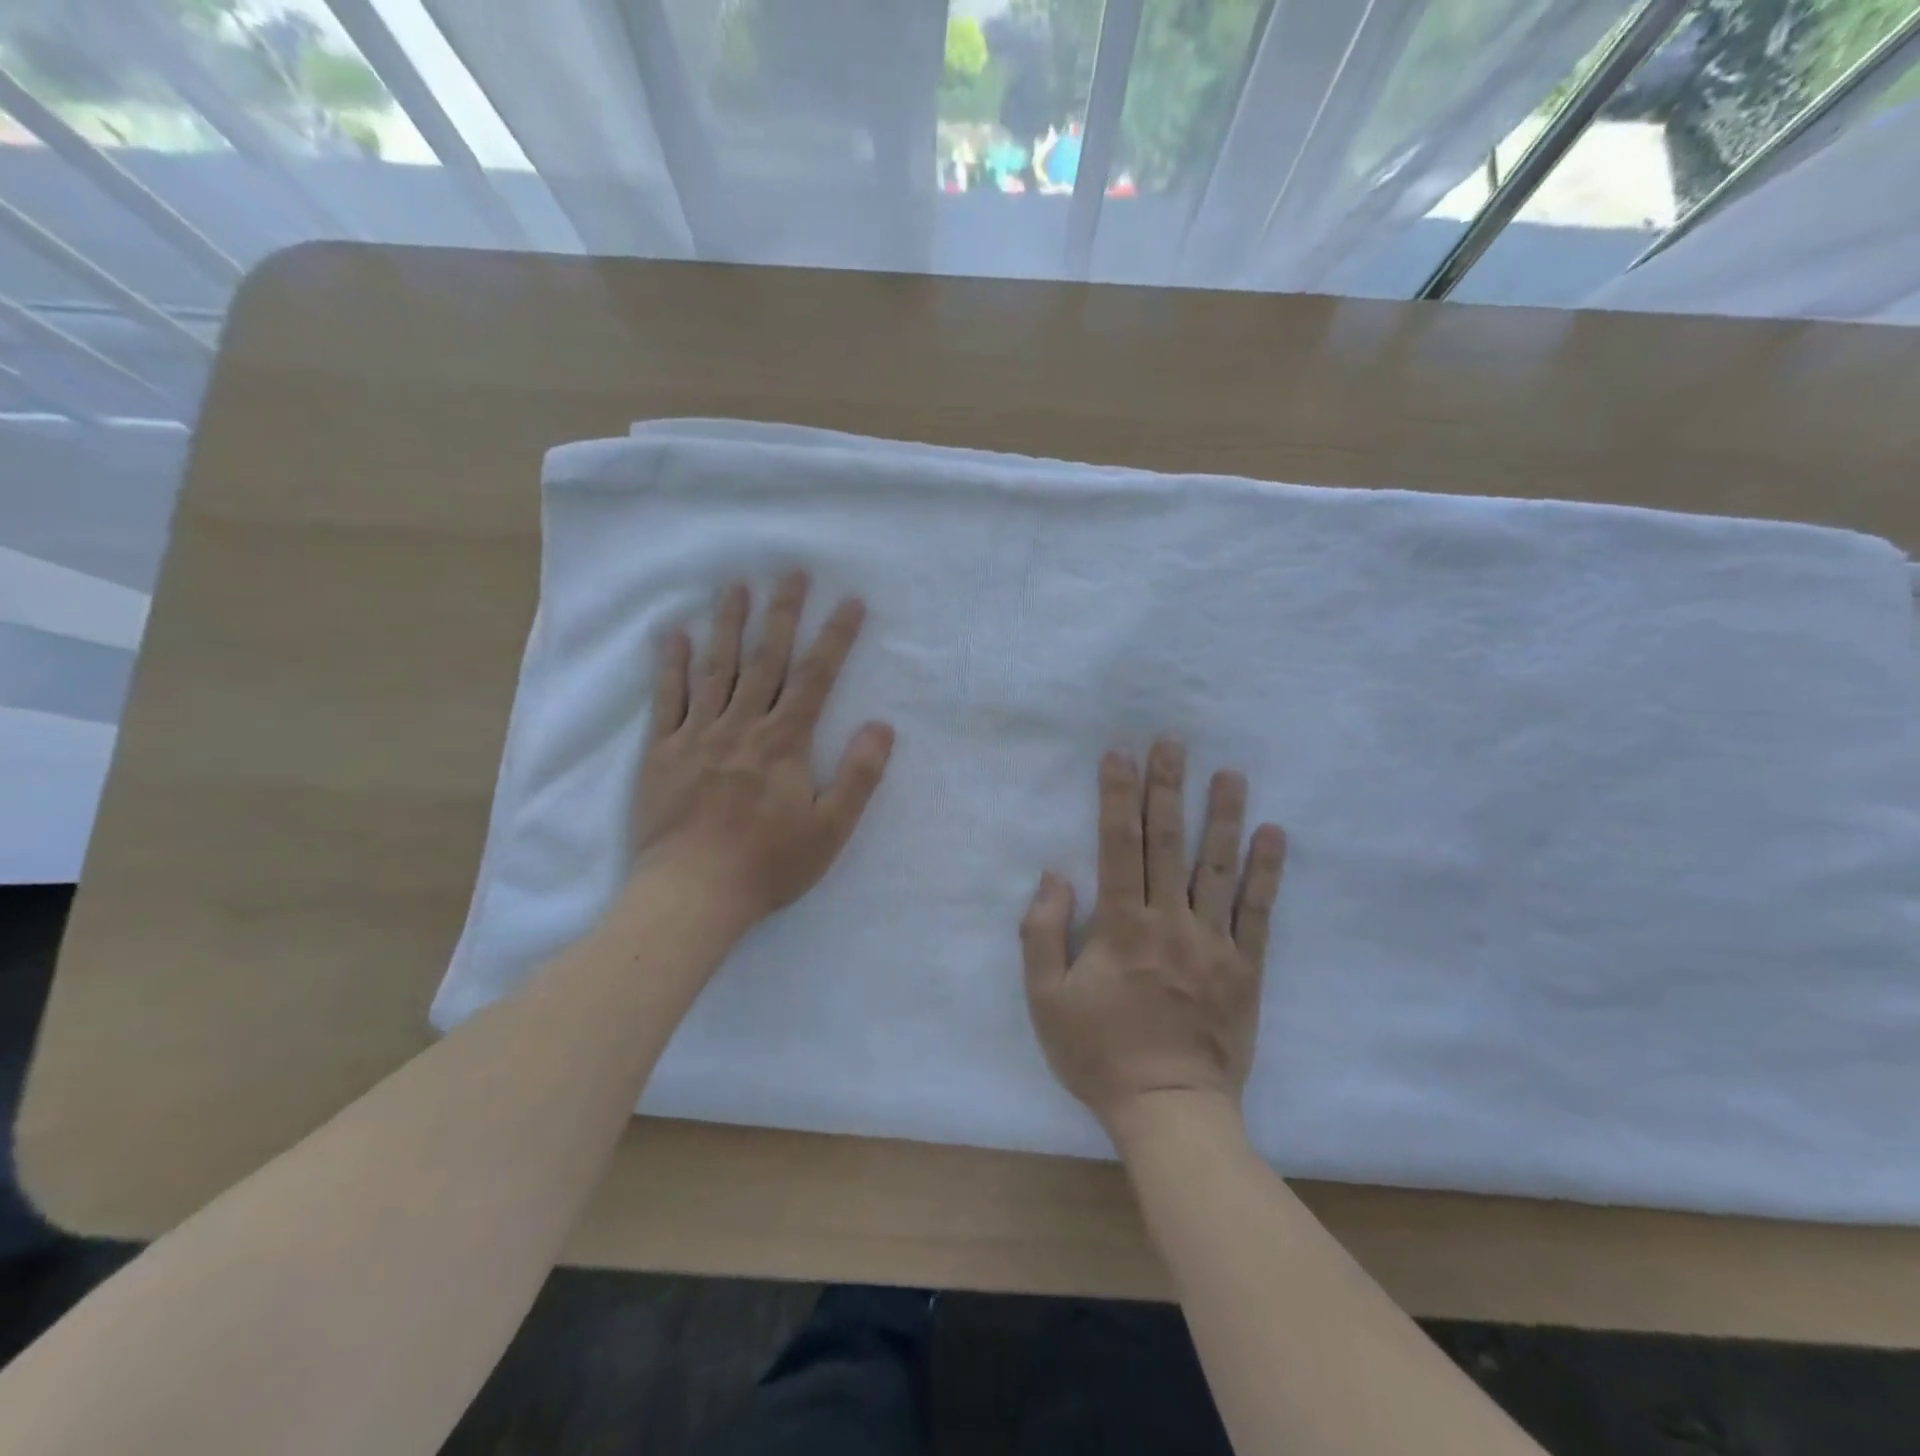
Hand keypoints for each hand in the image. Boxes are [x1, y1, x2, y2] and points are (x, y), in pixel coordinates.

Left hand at [636, 571, 893, 925]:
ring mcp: (697, 735)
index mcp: (784, 742)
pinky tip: (675, 634)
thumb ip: (858, 776)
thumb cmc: (768, 864)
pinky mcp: (661, 752)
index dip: (835, 637)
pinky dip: (671, 665)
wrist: (692, 893)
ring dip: (728, 624)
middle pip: (766, 659)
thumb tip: (882, 726)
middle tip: (791, 571)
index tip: (849, 601)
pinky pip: (666, 699)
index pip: (816, 678)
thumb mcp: (830, 829)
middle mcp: (742, 726)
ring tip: (735, 586)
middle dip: (782, 613)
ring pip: (716, 668)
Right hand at [1020, 741, 1286, 1134]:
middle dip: (1167, 788)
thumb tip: (1055, 876)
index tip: (1120, 755)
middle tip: (1173, 742)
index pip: (1118, 845)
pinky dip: (1266, 870)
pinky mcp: (1246, 968)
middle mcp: (1170, 922)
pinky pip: (1258, 912)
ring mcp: (1214, 943)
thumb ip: (1041, 933)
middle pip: (1168, 842)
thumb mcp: (1046, 1000)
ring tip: (1230, 772)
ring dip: (1223, 815)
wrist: (1170, 1111)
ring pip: (1218, 867)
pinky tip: (1273, 834)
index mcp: (1121, 926)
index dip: (1116, 796)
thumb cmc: (1100, 1055)